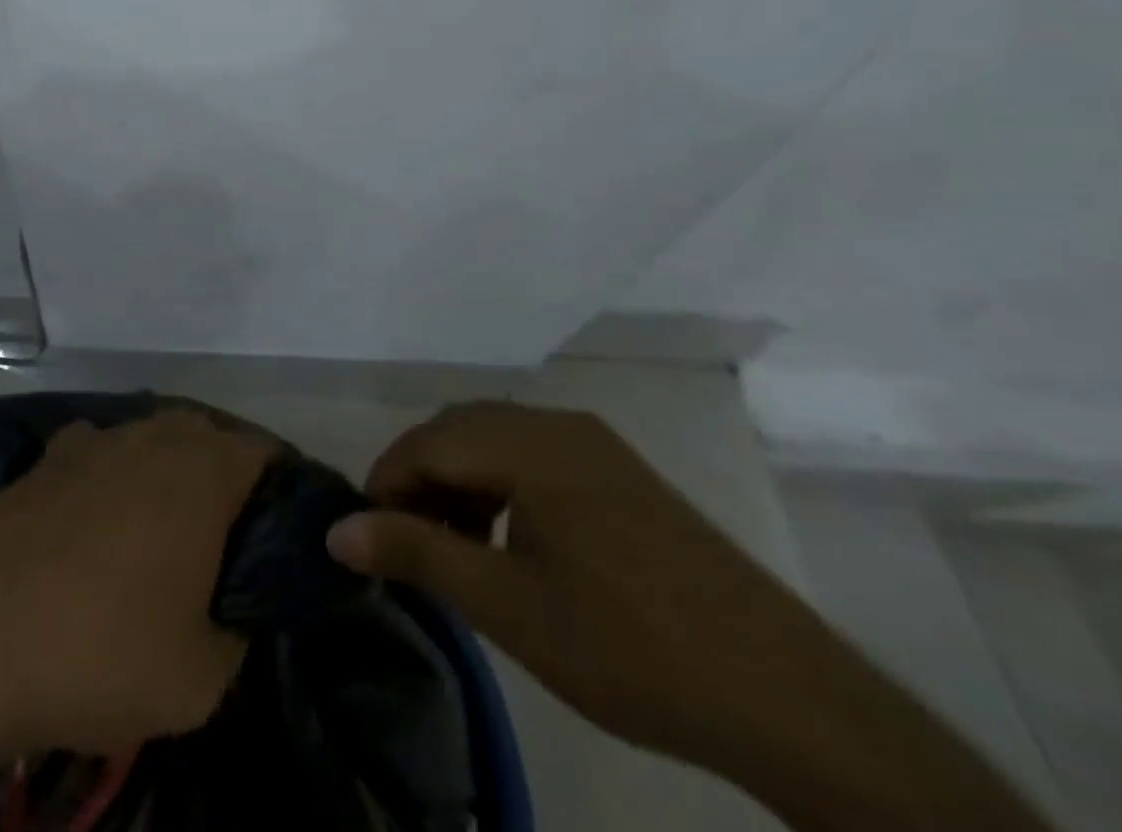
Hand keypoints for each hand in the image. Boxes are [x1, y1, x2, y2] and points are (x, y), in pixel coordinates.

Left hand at [0, 410, 273, 771]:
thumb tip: (234, 607)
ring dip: (168, 469)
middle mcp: (155, 436)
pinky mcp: (51, 454)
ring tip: (161, 526)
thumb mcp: (200, 678)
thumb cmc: (102, 650)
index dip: (280, 489)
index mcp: (204, 472)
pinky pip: (101, 450)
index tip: (277, 532)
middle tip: (222, 537)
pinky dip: (112, 471)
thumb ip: (238, 633)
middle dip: (224, 476)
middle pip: (208, 437)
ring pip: (153, 437)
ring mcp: (99, 438)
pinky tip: (98, 513)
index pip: (264, 454)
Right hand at [325, 402, 843, 772]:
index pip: (428, 441)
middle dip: (421, 478)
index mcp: (532, 444)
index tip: (370, 536)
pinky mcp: (620, 471)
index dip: (387, 482)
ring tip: (454, 547)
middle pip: (459, 429)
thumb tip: (337, 532)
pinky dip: (501, 484)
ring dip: (460, 480)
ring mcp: (595, 444)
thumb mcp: (509, 608)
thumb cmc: (630, 648)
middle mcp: (559, 425)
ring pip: (496, 439)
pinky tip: (509, 540)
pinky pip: (535, 454)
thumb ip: (418, 556)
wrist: (785, 697)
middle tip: (407, 543)